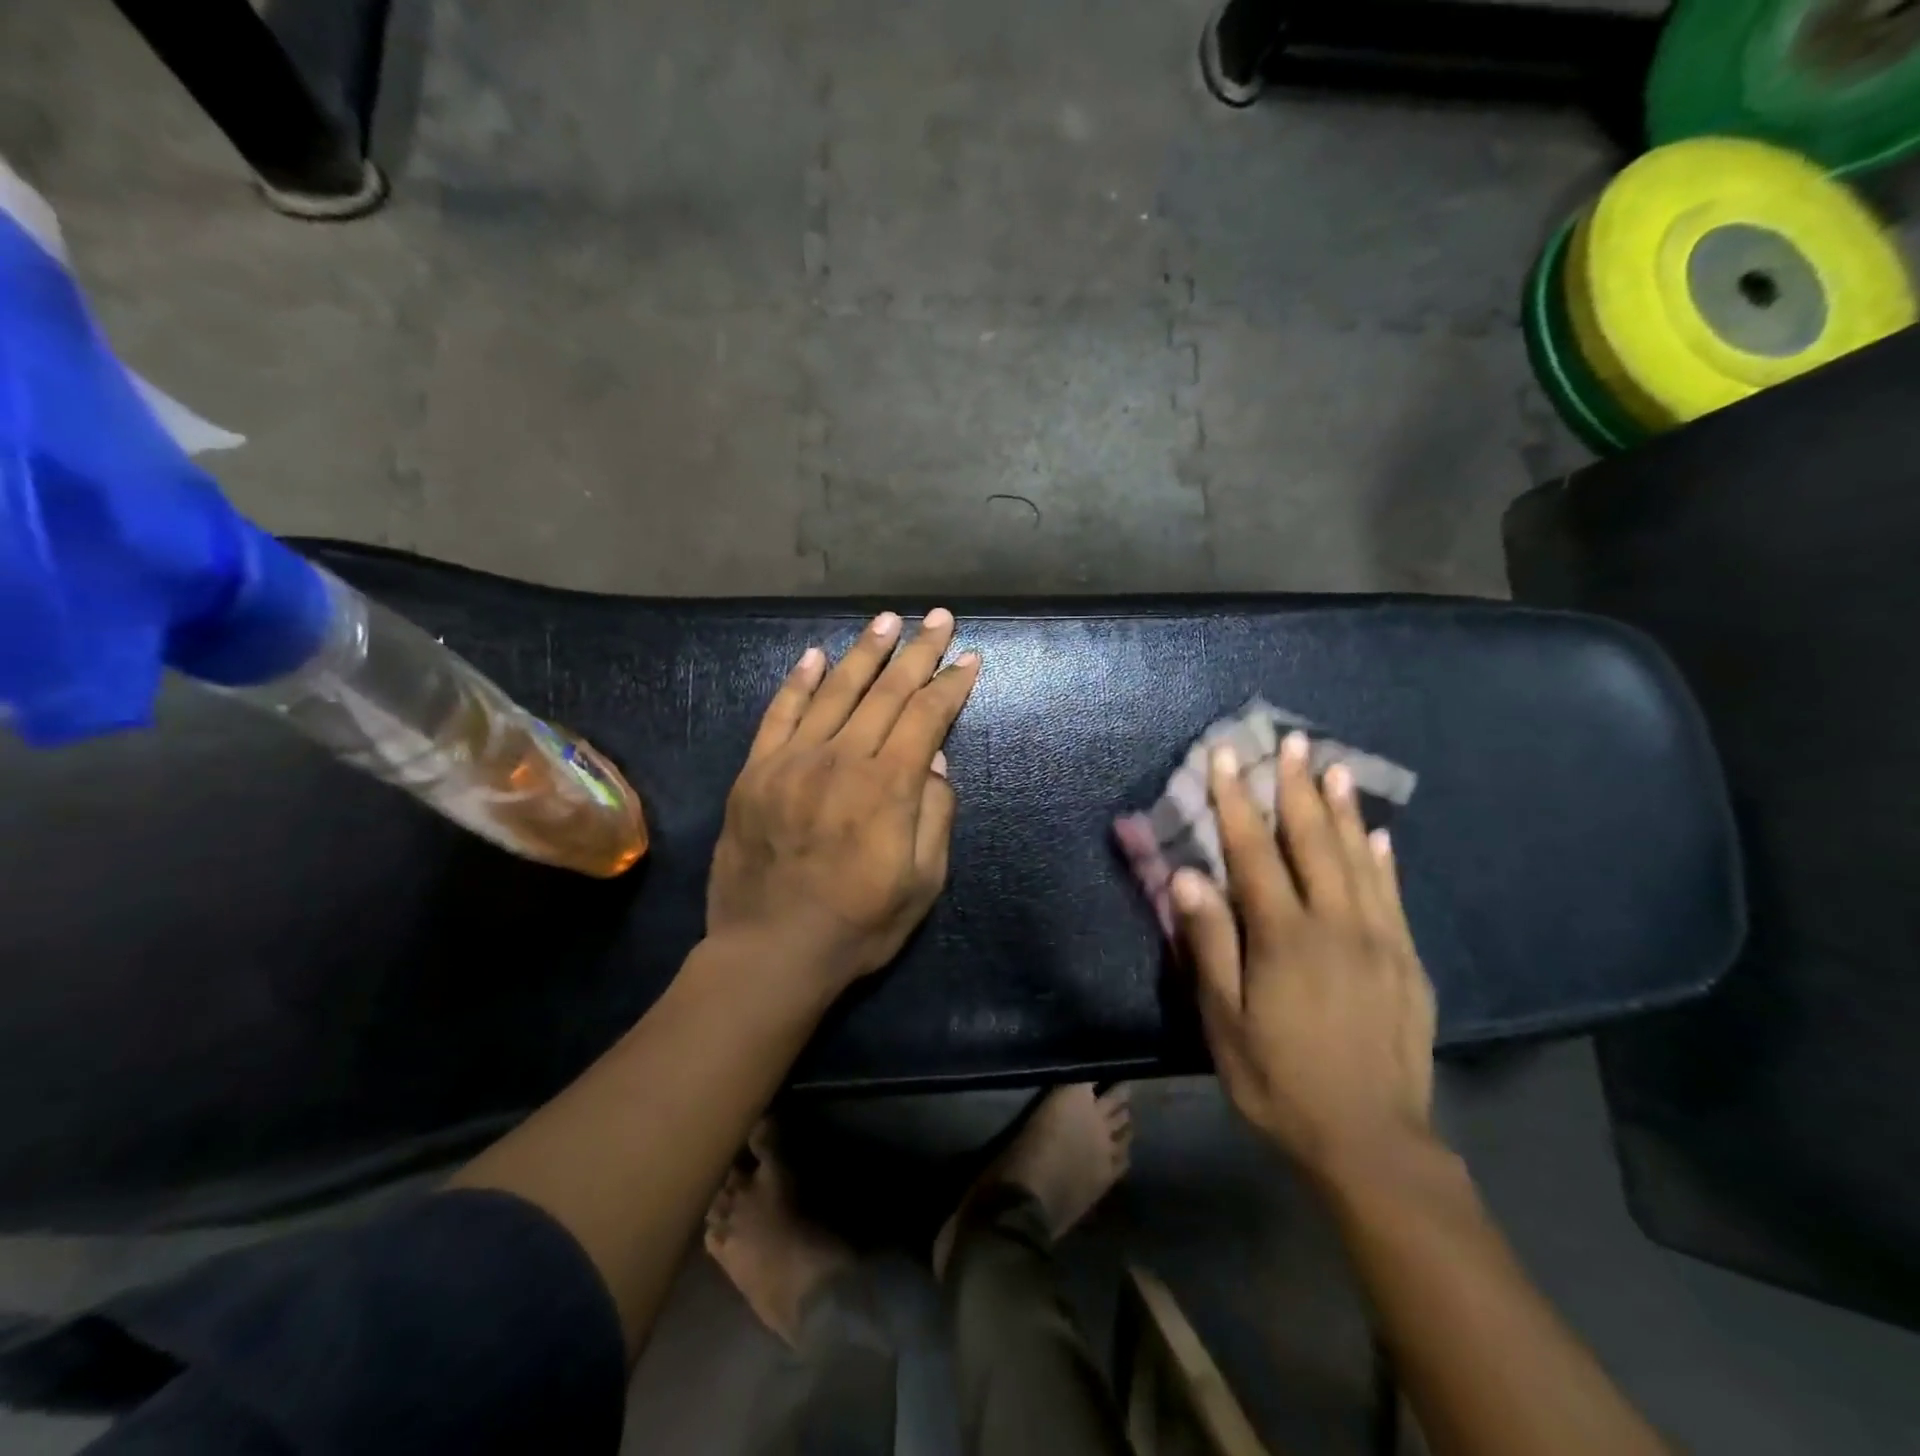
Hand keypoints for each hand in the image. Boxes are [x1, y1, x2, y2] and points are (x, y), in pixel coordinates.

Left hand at [707, 609, 979, 990]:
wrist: (772, 952)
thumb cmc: (859, 924)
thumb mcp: (923, 881)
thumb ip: (934, 813)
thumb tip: (935, 758)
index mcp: (887, 786)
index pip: (926, 716)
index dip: (950, 684)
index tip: (969, 657)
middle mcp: (841, 760)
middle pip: (886, 692)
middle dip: (917, 652)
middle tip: (938, 618)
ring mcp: (792, 762)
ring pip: (834, 692)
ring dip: (864, 652)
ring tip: (886, 621)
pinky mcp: (755, 773)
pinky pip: (778, 714)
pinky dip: (798, 682)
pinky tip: (815, 655)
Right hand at [1172, 733, 1436, 1187]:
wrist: (1372, 1143)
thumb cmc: (1279, 1081)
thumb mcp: (1224, 1021)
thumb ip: (1210, 944)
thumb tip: (1187, 878)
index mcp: (1284, 937)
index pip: (1253, 853)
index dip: (1236, 802)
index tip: (1227, 758)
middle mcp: (1336, 925)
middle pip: (1312, 842)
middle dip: (1296, 788)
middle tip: (1292, 741)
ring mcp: (1380, 941)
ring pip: (1358, 860)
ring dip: (1342, 810)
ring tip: (1333, 767)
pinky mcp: (1408, 963)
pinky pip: (1393, 896)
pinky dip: (1382, 860)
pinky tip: (1379, 836)